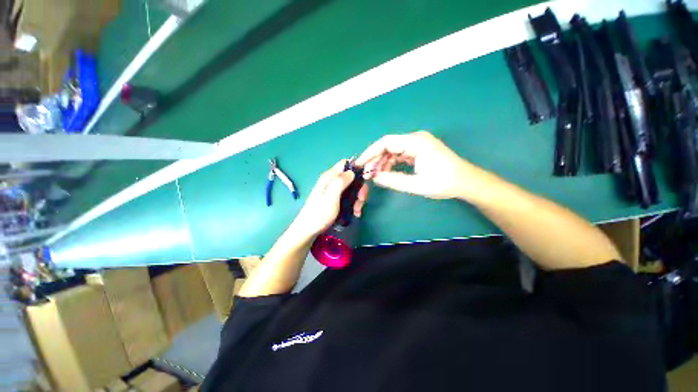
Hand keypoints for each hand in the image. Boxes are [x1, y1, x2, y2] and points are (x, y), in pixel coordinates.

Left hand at [292, 160, 368, 237]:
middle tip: (361, 200)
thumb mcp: (331, 197)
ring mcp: (334, 191)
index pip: (345, 164)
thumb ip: (340, 182)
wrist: (308, 230)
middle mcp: (332, 181)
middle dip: (359, 188)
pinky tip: (355, 213)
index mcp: (329, 177)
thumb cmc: (319, 214)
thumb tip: (352, 172)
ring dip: (358, 198)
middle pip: (351, 177)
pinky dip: (354, 204)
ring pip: (352, 188)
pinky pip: (349, 197)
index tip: (365, 180)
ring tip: (357, 210)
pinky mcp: (336, 200)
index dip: (356, 169)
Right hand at [356, 131, 476, 199]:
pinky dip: (391, 163)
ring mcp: (417, 145)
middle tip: (367, 174)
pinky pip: (400, 155)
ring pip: (393, 151)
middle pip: (388, 146)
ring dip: (382, 162)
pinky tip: (386, 173)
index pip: (386, 142)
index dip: (370, 152)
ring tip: (375, 176)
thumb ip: (394, 180)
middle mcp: (415, 139)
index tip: (360, 164)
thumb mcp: (417, 184)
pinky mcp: (419, 151)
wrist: (467, 182)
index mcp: (416, 142)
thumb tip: (374, 178)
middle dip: (375, 160)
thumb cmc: (445, 182)